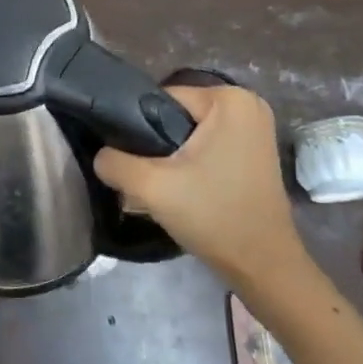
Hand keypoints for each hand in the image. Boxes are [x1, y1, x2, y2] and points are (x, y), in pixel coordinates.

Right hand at [93, 84, 307, 287]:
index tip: (133, 161)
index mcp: (229, 99)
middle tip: (145, 178)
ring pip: (188, 133)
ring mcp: (255, 129)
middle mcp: (247, 104)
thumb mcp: (150, 186)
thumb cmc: (212, 215)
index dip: (137, 128)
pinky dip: (190, 163)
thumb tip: (101, 156)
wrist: (261, 263)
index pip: (160, 99)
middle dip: (154, 144)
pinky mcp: (254, 152)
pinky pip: (207, 146)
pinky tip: (182, 189)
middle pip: (174, 115)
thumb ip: (113, 162)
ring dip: (170, 156)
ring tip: (161, 186)